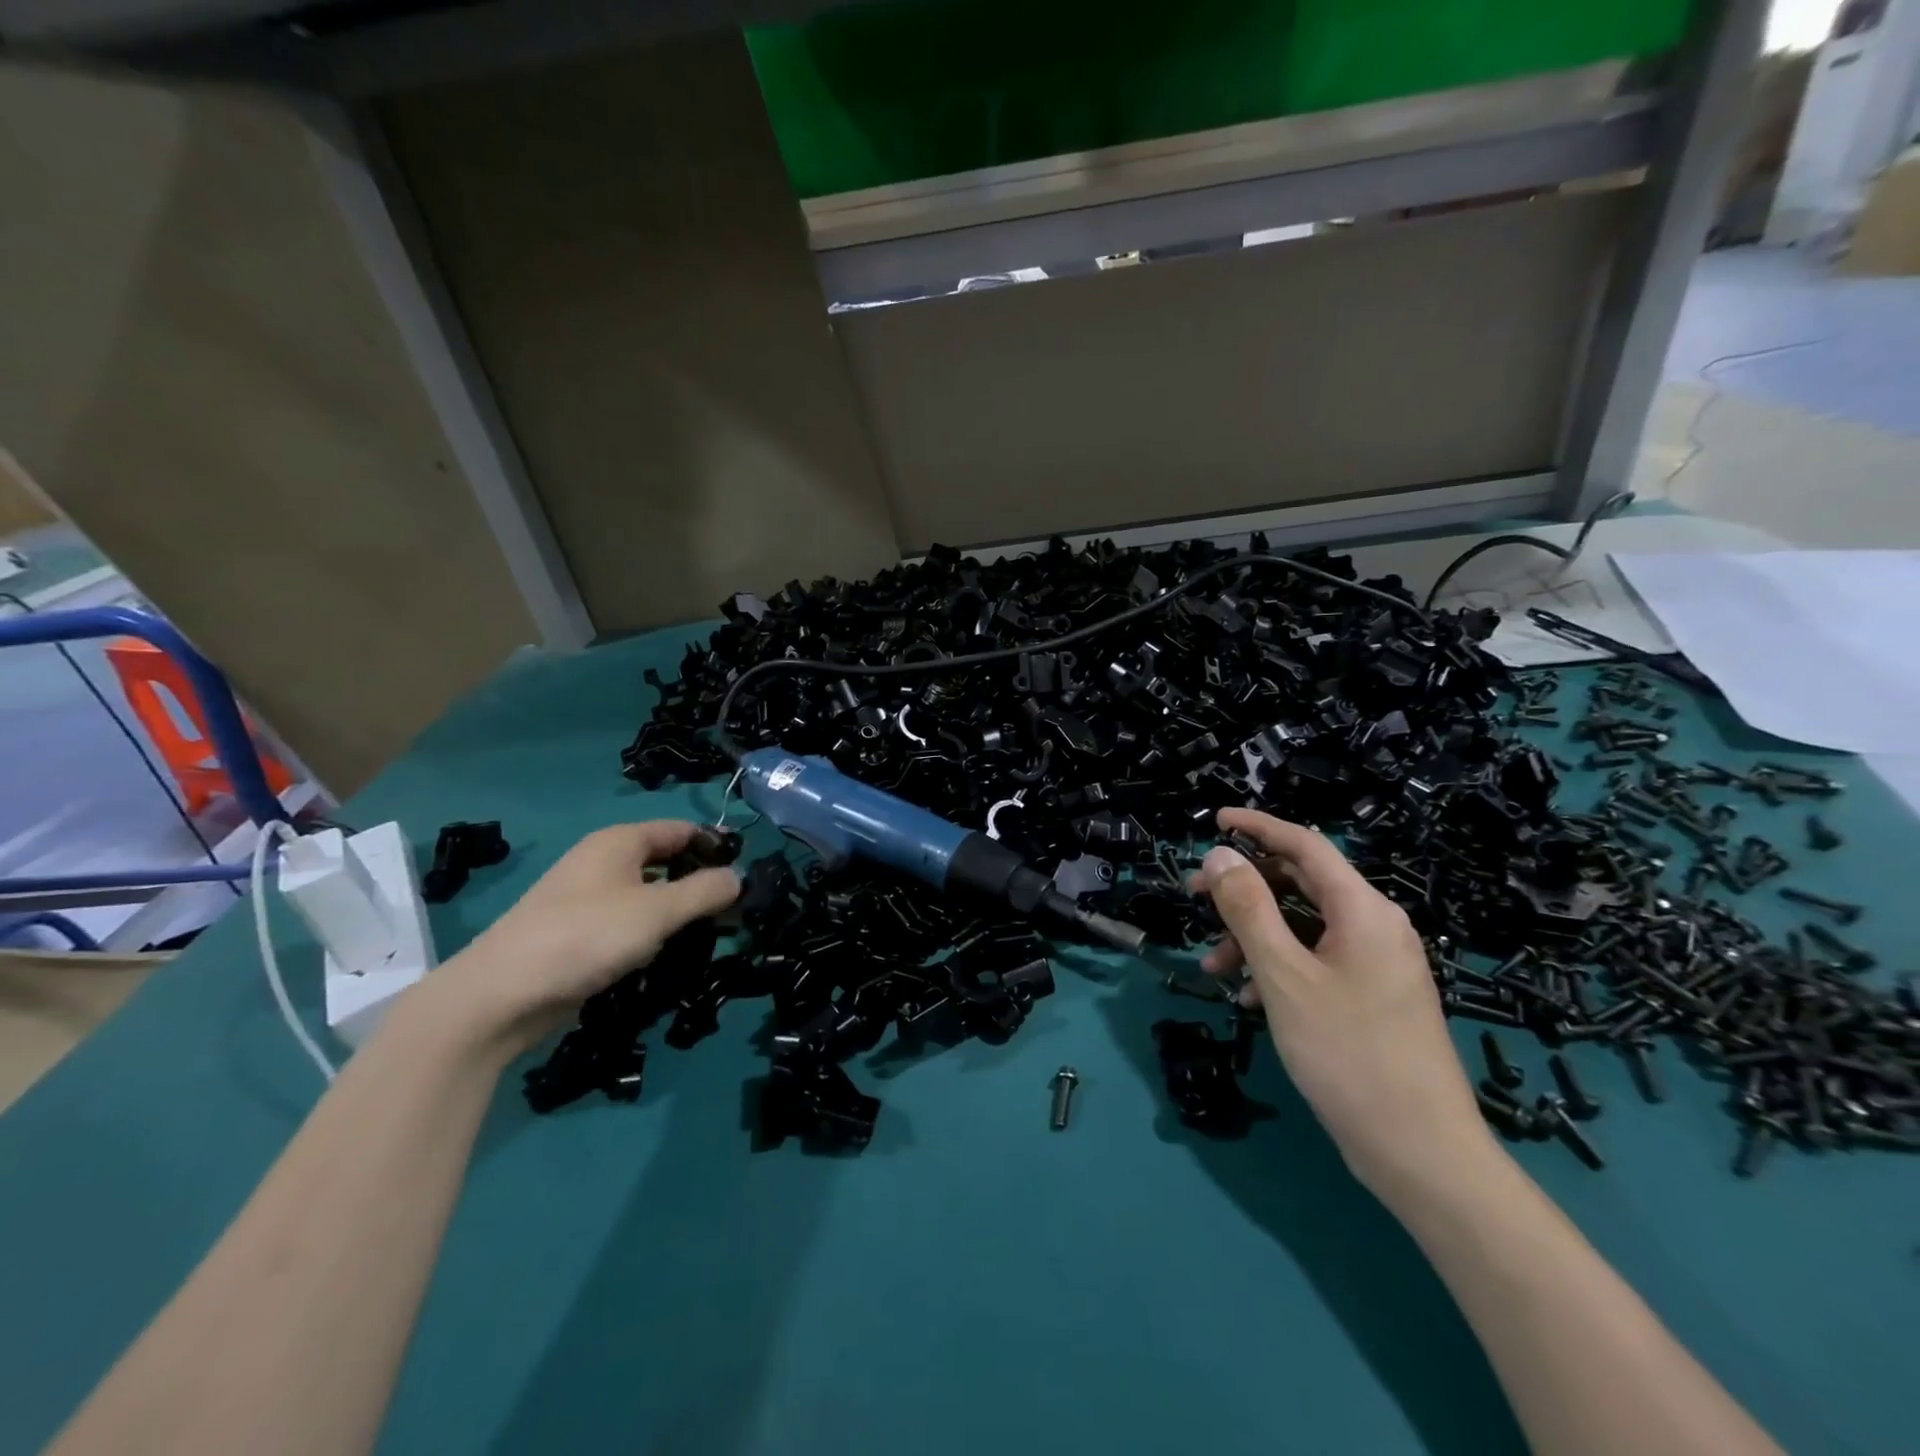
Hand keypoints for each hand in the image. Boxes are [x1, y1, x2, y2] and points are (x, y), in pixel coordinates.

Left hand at [426, 822, 739, 1055]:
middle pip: (665, 862)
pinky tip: (667, 957)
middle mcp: (603, 862)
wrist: (500, 996)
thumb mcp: (658, 911)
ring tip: (709, 937)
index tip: (746, 873)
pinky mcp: (577, 935)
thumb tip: (738, 878)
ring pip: (648, 896)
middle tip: (733, 912)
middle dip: (699, 883)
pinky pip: (628, 924)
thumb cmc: (586, 937)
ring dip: (678, 913)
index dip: (714, 846)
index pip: (681, 830)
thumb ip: (704, 891)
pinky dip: (652, 934)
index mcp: (619, 842)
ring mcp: (587, 899)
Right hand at [1190, 808, 1494, 1200]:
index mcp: (1363, 910)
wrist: (1421, 1153)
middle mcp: (1375, 926)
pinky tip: (1248, 998)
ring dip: (1254, 935)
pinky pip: (1316, 960)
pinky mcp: (1371, 997)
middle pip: (1301, 883)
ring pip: (1303, 926)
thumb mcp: (1284, 975)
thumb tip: (1220, 855)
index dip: (1258, 826)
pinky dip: (1277, 966)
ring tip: (1213, 967)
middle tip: (1195, 895)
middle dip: (1245, 886)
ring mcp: (1376, 964)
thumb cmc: (1348, 1053)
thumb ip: (1248, 908)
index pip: (1305, 844)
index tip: (1214, 820)